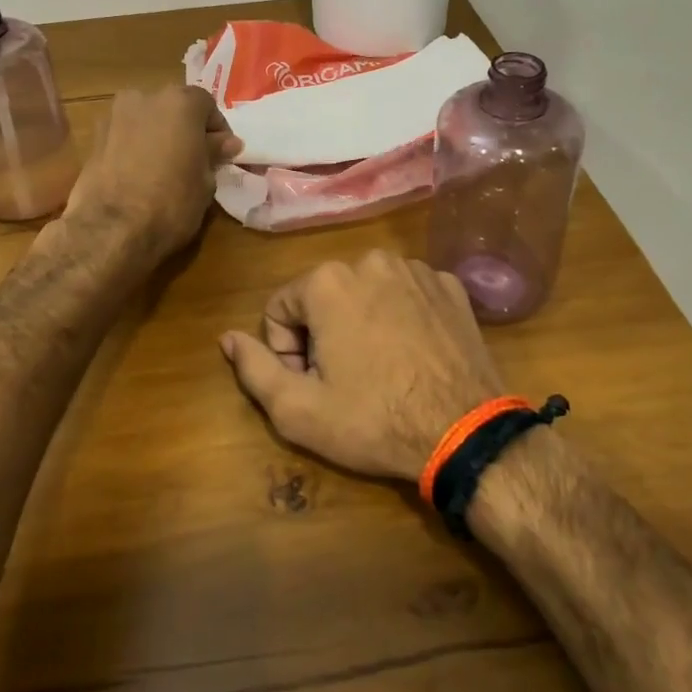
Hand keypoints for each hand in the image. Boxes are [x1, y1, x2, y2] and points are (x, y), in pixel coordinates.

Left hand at [64, 86, 240, 258]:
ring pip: (146, 120)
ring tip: (166, 168)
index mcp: (179, 102)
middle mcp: (144, 98)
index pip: (206, 105)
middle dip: (185, 129)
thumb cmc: (171, 202)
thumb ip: (214, 154)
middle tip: (195, 159)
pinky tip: (140, 175)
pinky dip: (135, 148)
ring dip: (158, 137)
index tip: (222, 153)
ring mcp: (114, 116)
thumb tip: (227, 143)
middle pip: (172, 108)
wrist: (110, 228)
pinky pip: (124, 137)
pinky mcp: (93, 139)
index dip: (217, 130)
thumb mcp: (205, 181)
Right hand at [220, 251, 508, 481]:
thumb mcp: (298, 410)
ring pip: (365, 291)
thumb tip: (227, 337)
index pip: (280, 309)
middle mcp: (370, 260)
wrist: (465, 432)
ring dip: (362, 322)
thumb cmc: (374, 420)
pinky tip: (414, 354)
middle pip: (323, 296)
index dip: (287, 351)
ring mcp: (416, 269)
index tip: (312, 384)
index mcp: (327, 281)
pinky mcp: (449, 284)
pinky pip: (407, 293)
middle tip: (346, 380)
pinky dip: (401, 316)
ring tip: (382, 368)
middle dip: (323, 334)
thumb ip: (253, 368)